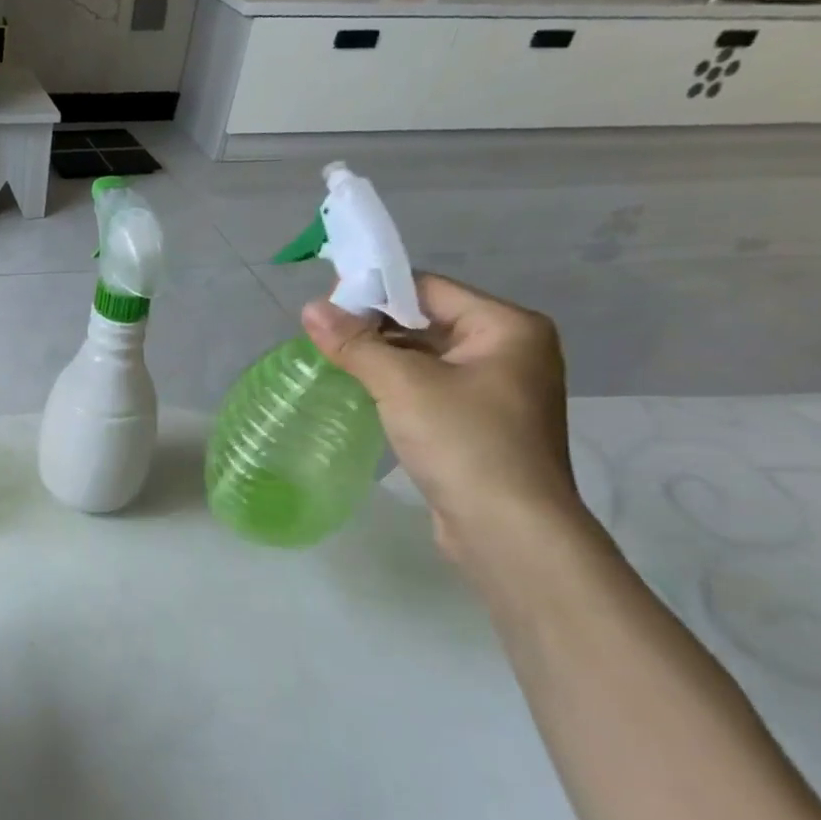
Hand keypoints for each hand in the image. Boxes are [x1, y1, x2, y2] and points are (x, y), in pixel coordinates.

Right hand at [301, 274, 584, 556]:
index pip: (429, 289)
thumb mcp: (402, 385)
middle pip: (427, 321)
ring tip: (333, 363)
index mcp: (507, 327)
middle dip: (374, 328)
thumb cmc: (464, 442)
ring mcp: (498, 389)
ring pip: (427, 357)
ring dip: (382, 358)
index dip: (375, 292)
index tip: (326, 309)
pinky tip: (361, 393)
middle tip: (323, 338)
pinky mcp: (481, 422)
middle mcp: (510, 350)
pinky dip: (397, 385)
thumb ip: (354, 343)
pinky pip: (431, 387)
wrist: (508, 530)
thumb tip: (310, 308)